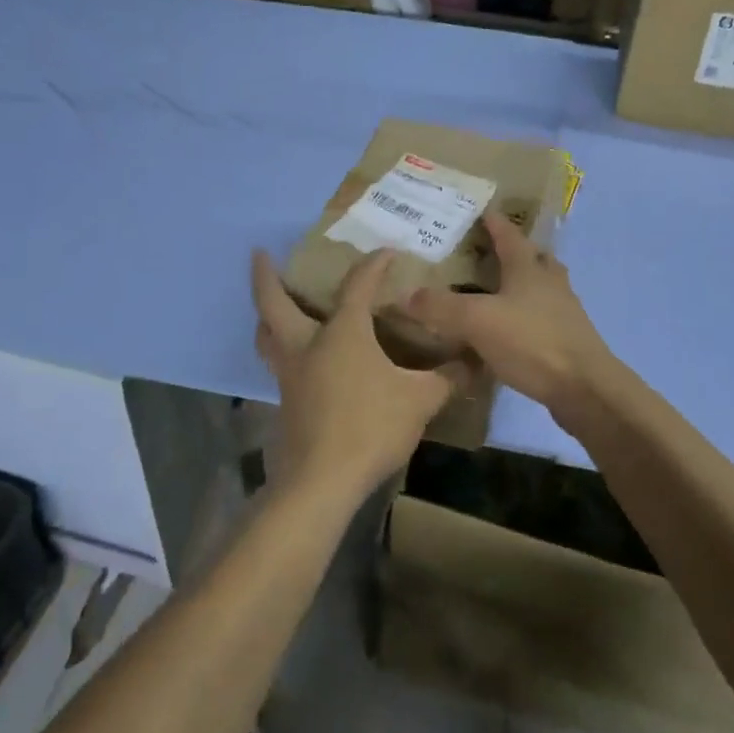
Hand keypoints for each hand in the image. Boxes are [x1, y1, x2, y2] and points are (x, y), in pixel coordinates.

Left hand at [251, 248, 462, 503]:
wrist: (324, 480)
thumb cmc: (371, 427)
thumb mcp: (420, 400)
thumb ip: (446, 379)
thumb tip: (473, 364)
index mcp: (342, 332)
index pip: (357, 285)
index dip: (374, 265)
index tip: (387, 252)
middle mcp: (307, 345)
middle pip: (273, 303)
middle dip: (264, 276)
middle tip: (259, 254)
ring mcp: (290, 374)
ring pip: (266, 334)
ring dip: (265, 315)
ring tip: (271, 305)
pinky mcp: (286, 401)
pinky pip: (277, 362)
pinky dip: (279, 348)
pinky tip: (299, 359)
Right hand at [403, 213, 613, 418]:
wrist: (585, 388)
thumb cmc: (532, 343)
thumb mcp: (477, 322)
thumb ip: (441, 307)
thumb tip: (407, 294)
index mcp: (529, 269)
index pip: (509, 236)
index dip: (495, 223)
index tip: (484, 210)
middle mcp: (550, 283)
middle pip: (535, 258)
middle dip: (517, 251)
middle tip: (493, 252)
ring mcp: (565, 312)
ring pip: (544, 287)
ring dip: (526, 283)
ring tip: (502, 290)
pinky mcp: (569, 341)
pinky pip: (546, 317)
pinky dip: (529, 315)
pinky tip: (514, 330)